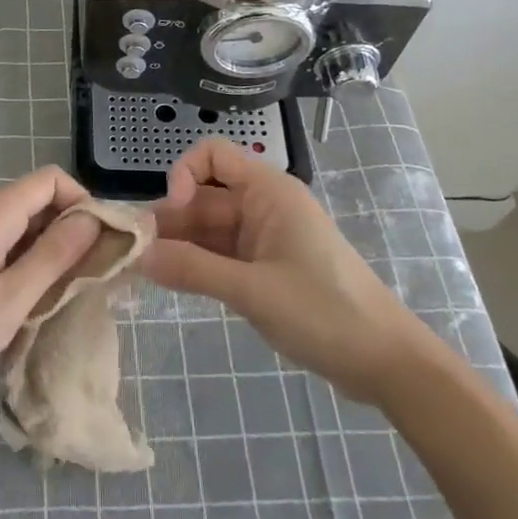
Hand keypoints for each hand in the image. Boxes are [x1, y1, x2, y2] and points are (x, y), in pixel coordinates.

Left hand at [0, 166, 106, 406]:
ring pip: (23, 226)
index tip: (101, 243)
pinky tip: (30, 299)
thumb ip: (54, 256)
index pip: (51, 180)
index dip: (82, 202)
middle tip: (90, 275)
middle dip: (70, 230)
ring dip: (49, 251)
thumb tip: (92, 218)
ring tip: (64, 292)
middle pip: (38, 201)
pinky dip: (26, 263)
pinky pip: (5, 245)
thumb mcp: (11, 298)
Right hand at [146, 138, 426, 404]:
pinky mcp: (264, 268)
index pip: (212, 156)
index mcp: (269, 192)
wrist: (385, 362)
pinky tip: (169, 281)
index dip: (182, 174)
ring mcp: (263, 239)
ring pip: (207, 228)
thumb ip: (192, 270)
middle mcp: (263, 206)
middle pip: (203, 196)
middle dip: (168, 219)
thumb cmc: (325, 313)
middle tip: (132, 252)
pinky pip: (219, 254)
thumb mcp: (253, 291)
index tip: (170, 213)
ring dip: (177, 244)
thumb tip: (136, 255)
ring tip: (141, 270)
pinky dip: (195, 264)